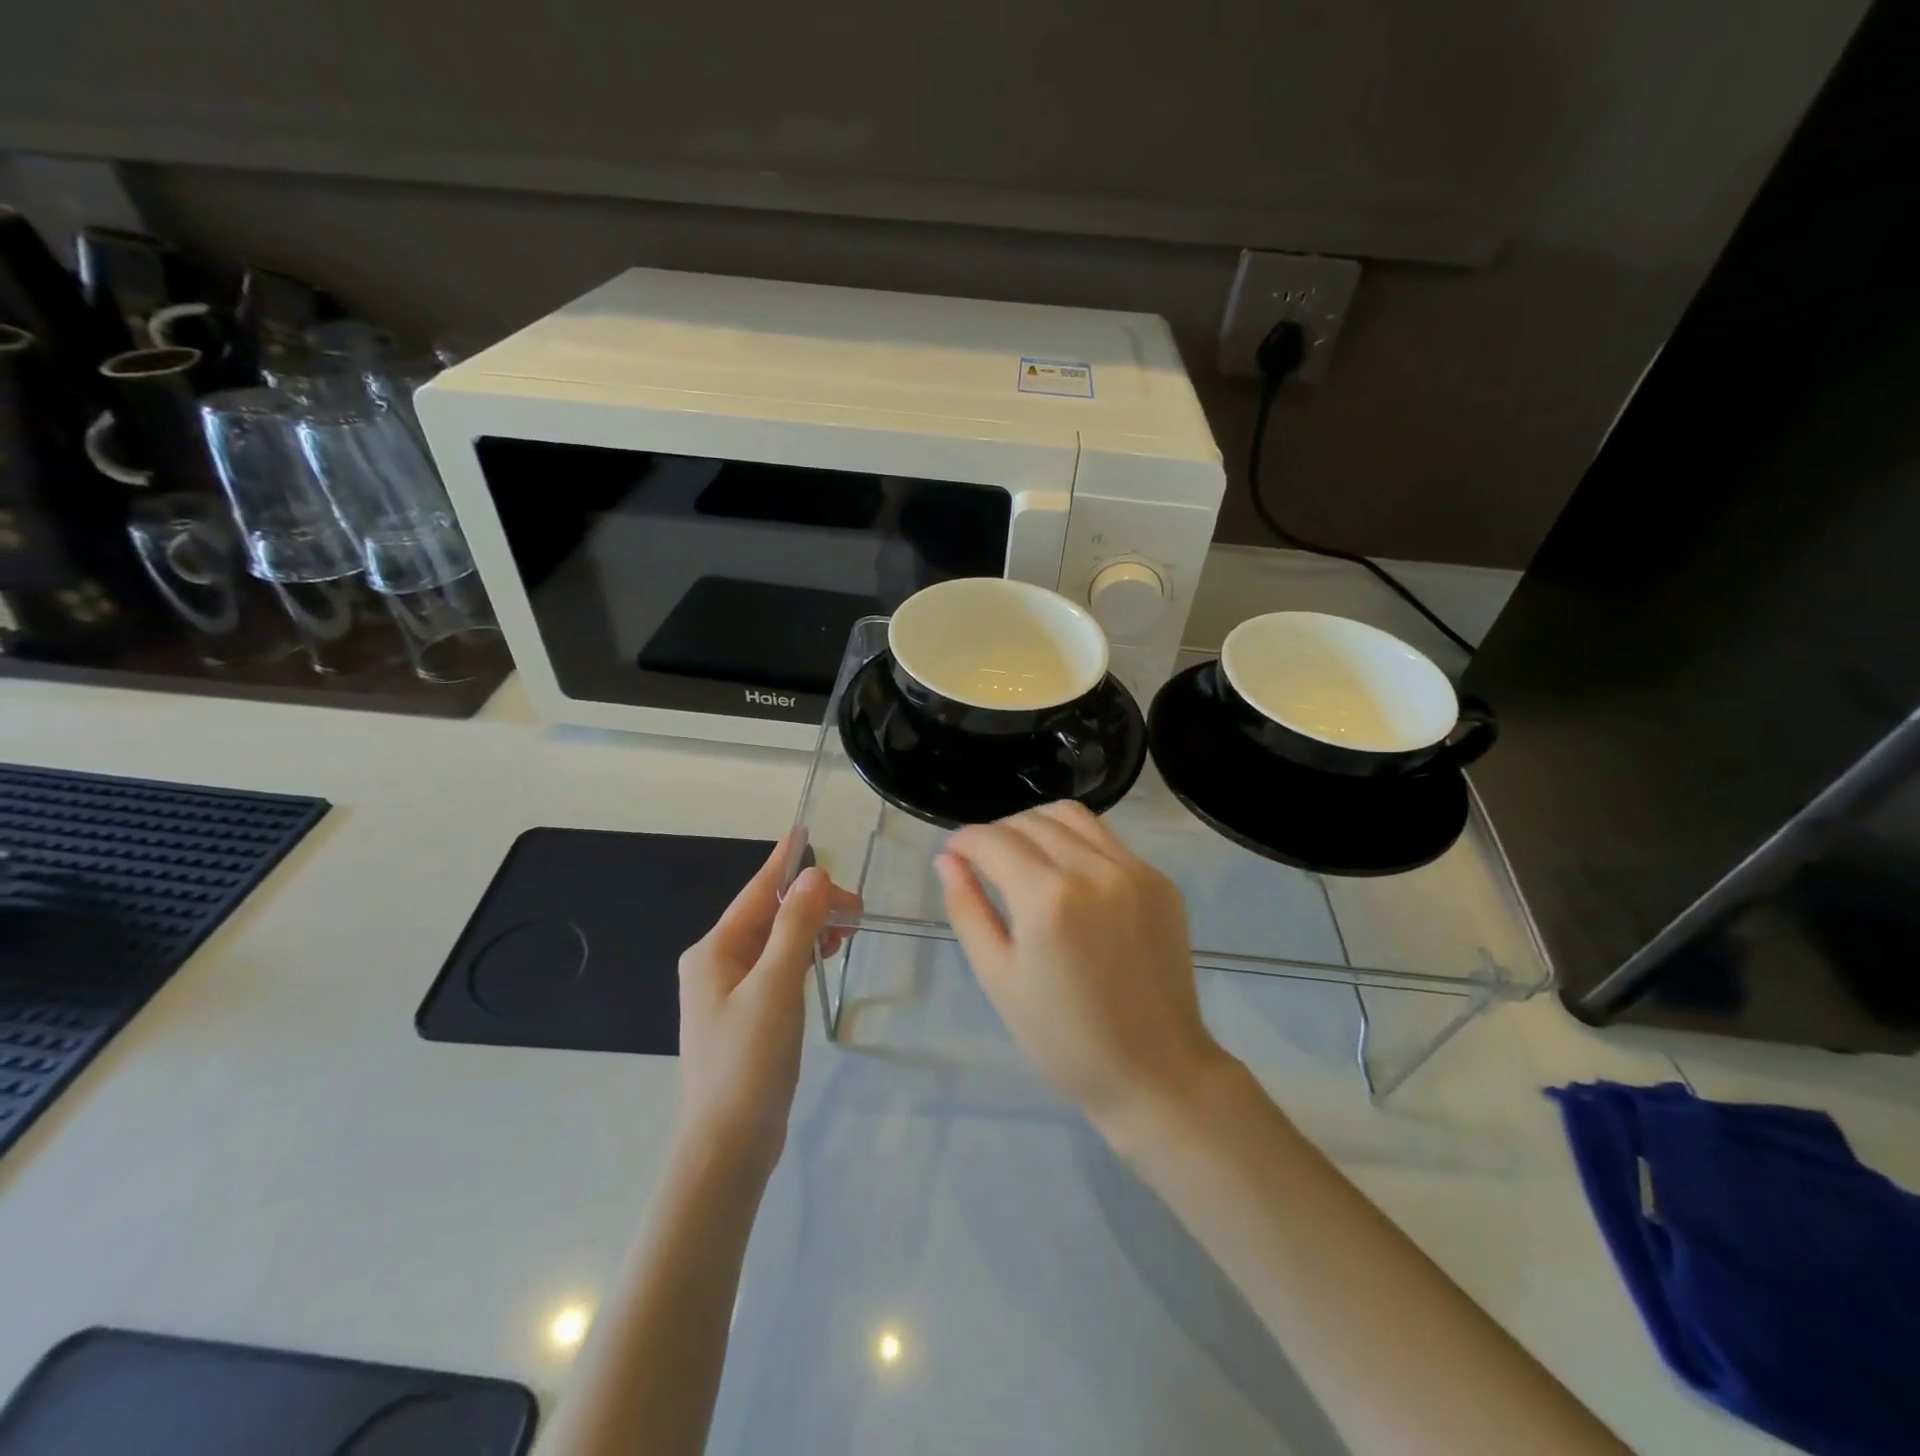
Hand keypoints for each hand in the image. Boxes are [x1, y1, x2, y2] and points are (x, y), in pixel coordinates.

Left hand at [675, 834, 859, 1176]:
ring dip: (810, 928)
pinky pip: (778, 967)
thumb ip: (795, 927)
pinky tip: (824, 956)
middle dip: (811, 903)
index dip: (783, 861)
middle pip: (769, 916)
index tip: (804, 831)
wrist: (727, 1147)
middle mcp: (717, 964)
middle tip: (856, 910)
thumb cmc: (748, 1061)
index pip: (756, 892)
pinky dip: (803, 955)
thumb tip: (813, 875)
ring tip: (848, 930)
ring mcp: (730, 992)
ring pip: (776, 942)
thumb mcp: (776, 987)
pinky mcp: (747, 1016)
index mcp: (714, 951)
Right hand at [935, 801, 1230, 1130]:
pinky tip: (1070, 880)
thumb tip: (948, 858)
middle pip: (1031, 821)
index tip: (954, 854)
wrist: (1156, 1071)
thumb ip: (968, 909)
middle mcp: (1094, 870)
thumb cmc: (1063, 1039)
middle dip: (997, 833)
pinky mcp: (1160, 881)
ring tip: (1025, 859)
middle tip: (984, 863)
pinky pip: (1107, 841)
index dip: (965, 840)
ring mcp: (1134, 871)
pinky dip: (1076, 844)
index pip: (994, 839)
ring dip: (1037, 826)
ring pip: (1071, 816)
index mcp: (1048, 899)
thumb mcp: (998, 978)